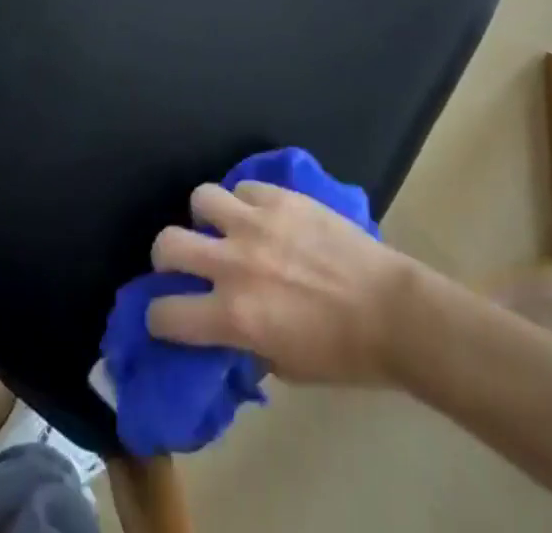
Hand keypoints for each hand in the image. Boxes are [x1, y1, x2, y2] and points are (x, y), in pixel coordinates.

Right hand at [146, 182, 418, 385]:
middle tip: (184, 262)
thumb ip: (245, 341)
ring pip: (200, 198)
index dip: (159, 318)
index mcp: (234, 316)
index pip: (166, 313)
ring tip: (222, 226)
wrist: (392, 311)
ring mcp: (256, 222)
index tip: (166, 316)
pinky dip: (244, 201)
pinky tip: (260, 215)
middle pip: (168, 244)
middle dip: (167, 256)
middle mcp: (234, 263)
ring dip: (205, 216)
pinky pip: (243, 186)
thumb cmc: (343, 354)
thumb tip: (227, 327)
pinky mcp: (280, 197)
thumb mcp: (285, 366)